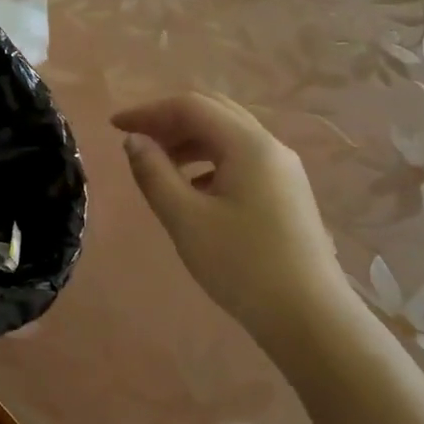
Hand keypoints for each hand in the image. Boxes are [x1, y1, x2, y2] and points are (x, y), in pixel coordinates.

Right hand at [112, 92, 345, 343]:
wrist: (309, 317)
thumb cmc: (241, 265)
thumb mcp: (185, 219)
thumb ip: (153, 173)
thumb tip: (134, 140)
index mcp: (248, 144)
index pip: (191, 106)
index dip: (149, 111)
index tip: (114, 127)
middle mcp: (270, 146)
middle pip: (213, 112)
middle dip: (169, 121)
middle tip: (136, 141)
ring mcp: (283, 169)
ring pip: (228, 136)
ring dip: (189, 140)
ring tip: (158, 165)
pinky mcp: (286, 192)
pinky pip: (241, 159)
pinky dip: (209, 161)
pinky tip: (192, 189)